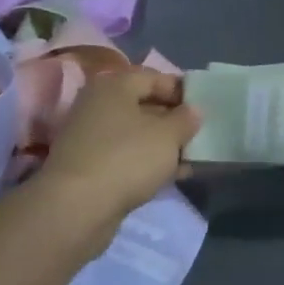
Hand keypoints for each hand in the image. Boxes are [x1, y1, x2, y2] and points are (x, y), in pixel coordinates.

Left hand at [34, 63, 199, 235]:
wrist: (78, 207)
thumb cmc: (128, 158)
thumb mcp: (169, 135)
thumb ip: (186, 119)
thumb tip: (193, 110)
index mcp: (114, 86)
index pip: (154, 77)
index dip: (182, 90)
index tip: (205, 108)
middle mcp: (98, 105)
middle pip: (144, 105)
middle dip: (174, 119)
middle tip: (200, 133)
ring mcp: (91, 137)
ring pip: (137, 133)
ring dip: (165, 144)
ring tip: (192, 157)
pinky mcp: (91, 165)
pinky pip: (128, 155)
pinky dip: (149, 162)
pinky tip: (173, 175)